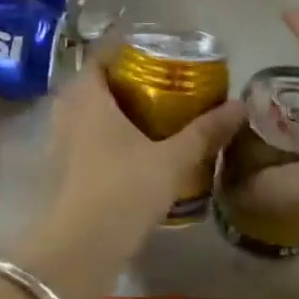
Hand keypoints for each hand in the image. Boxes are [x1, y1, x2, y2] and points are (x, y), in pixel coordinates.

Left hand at [44, 62, 244, 241]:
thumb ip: (204, 132)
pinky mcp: (59, 171)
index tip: (146, 53)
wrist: (82, 246)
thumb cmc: (125, 189)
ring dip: (104, 111)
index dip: (118, 52)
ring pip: (80, 114)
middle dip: (115, 81)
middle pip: (88, 85)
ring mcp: (58, 144)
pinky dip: (97, 137)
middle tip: (148, 84)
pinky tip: (123, 152)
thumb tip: (240, 106)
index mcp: (89, 99)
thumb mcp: (171, 160)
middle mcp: (67, 114)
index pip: (97, 59)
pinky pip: (78, 139)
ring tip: (140, 116)